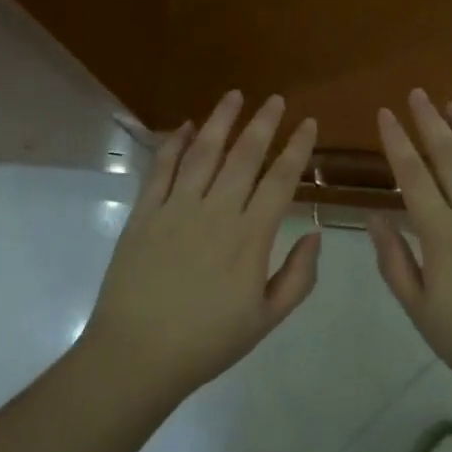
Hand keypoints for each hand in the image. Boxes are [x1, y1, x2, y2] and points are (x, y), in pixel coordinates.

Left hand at [83, 91, 320, 404]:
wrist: (136, 356)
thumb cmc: (207, 342)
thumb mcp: (266, 319)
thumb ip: (298, 277)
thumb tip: (315, 234)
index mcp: (250, 236)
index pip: (281, 179)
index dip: (297, 148)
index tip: (308, 123)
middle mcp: (216, 211)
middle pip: (245, 156)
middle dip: (263, 123)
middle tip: (276, 99)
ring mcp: (176, 208)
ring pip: (204, 152)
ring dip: (221, 121)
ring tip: (234, 96)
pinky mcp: (145, 213)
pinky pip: (162, 169)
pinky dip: (175, 144)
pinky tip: (186, 126)